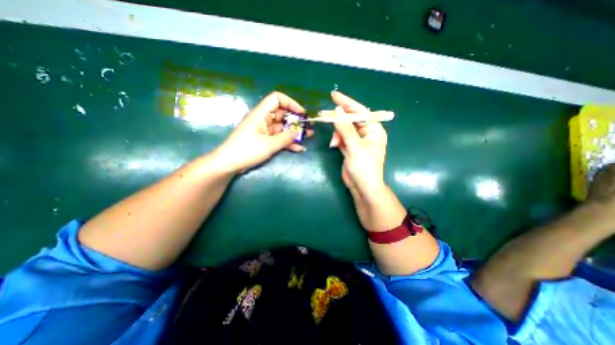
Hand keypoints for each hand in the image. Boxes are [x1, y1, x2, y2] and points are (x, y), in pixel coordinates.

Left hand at [215, 92, 314, 173]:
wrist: (229, 164)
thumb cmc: (247, 151)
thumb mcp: (269, 145)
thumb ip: (285, 138)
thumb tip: (298, 132)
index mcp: (261, 114)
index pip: (277, 99)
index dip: (291, 103)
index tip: (302, 113)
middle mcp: (264, 120)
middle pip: (282, 114)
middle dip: (296, 120)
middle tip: (308, 127)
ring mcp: (265, 131)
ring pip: (283, 127)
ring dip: (295, 132)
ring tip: (308, 136)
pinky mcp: (265, 140)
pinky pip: (279, 138)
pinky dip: (288, 142)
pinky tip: (299, 148)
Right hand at [329, 91, 385, 197]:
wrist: (362, 187)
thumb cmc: (364, 167)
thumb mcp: (355, 146)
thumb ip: (345, 128)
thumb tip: (337, 111)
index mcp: (374, 130)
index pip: (360, 112)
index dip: (347, 103)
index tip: (334, 95)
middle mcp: (367, 133)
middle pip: (351, 120)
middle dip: (339, 120)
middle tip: (324, 115)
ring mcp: (357, 141)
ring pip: (344, 129)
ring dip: (337, 134)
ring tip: (334, 143)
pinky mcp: (350, 148)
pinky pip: (341, 138)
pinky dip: (337, 140)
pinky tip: (334, 145)